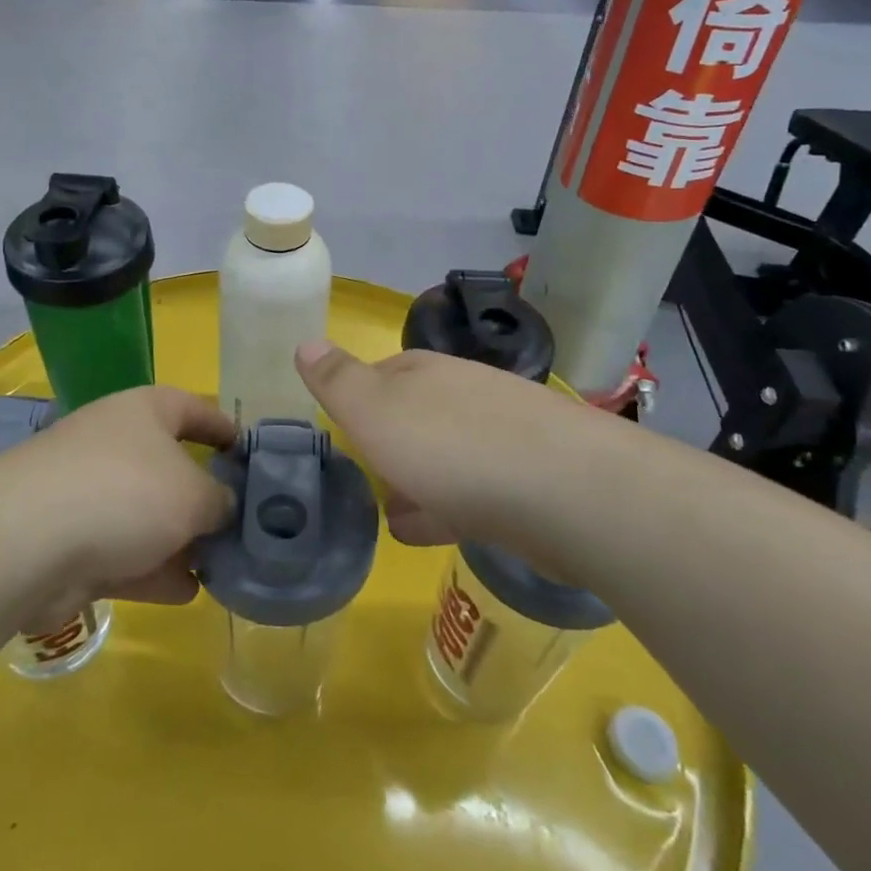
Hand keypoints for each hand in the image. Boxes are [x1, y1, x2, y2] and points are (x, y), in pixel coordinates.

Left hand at [0, 385, 236, 625]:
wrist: (29, 541)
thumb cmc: (126, 492)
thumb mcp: (194, 494)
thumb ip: (221, 500)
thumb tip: (223, 506)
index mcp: (145, 412)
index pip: (193, 407)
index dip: (224, 427)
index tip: (250, 453)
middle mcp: (116, 444)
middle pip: (171, 466)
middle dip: (205, 497)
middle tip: (241, 525)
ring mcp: (89, 493)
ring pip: (147, 516)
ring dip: (181, 541)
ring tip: (222, 566)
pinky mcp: (71, 542)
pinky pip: (124, 553)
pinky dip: (153, 570)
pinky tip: (187, 591)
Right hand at [295, 340, 583, 552]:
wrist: (565, 491)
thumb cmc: (450, 446)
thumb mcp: (373, 411)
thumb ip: (337, 381)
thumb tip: (305, 341)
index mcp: (422, 372)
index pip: (378, 374)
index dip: (355, 400)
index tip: (338, 430)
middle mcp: (462, 393)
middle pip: (413, 413)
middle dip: (387, 441)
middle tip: (360, 473)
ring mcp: (500, 434)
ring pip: (443, 453)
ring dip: (416, 477)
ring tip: (388, 511)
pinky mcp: (528, 479)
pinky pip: (473, 490)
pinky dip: (446, 505)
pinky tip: (430, 530)